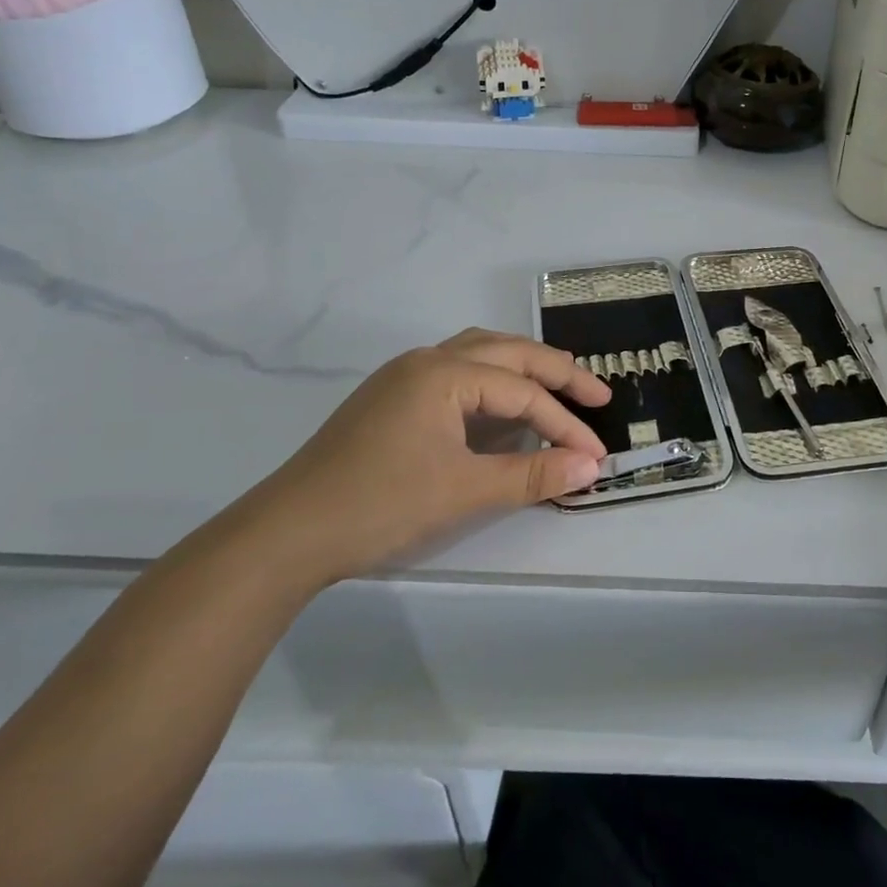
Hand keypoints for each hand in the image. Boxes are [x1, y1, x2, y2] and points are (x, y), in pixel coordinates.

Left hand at [239, 329, 611, 585]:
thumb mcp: (465, 491)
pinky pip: (456, 373)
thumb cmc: (381, 505)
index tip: (595, 454)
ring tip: (556, 386)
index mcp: (444, 373)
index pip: (521, 392)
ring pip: (479, 354)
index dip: (564, 423)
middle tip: (598, 395)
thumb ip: (533, 475)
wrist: (288, 533)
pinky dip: (491, 381)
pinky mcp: (391, 398)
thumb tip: (591, 467)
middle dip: (556, 373)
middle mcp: (426, 360)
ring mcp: (403, 376)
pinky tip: (500, 405)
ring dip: (522, 368)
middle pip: (507, 353)